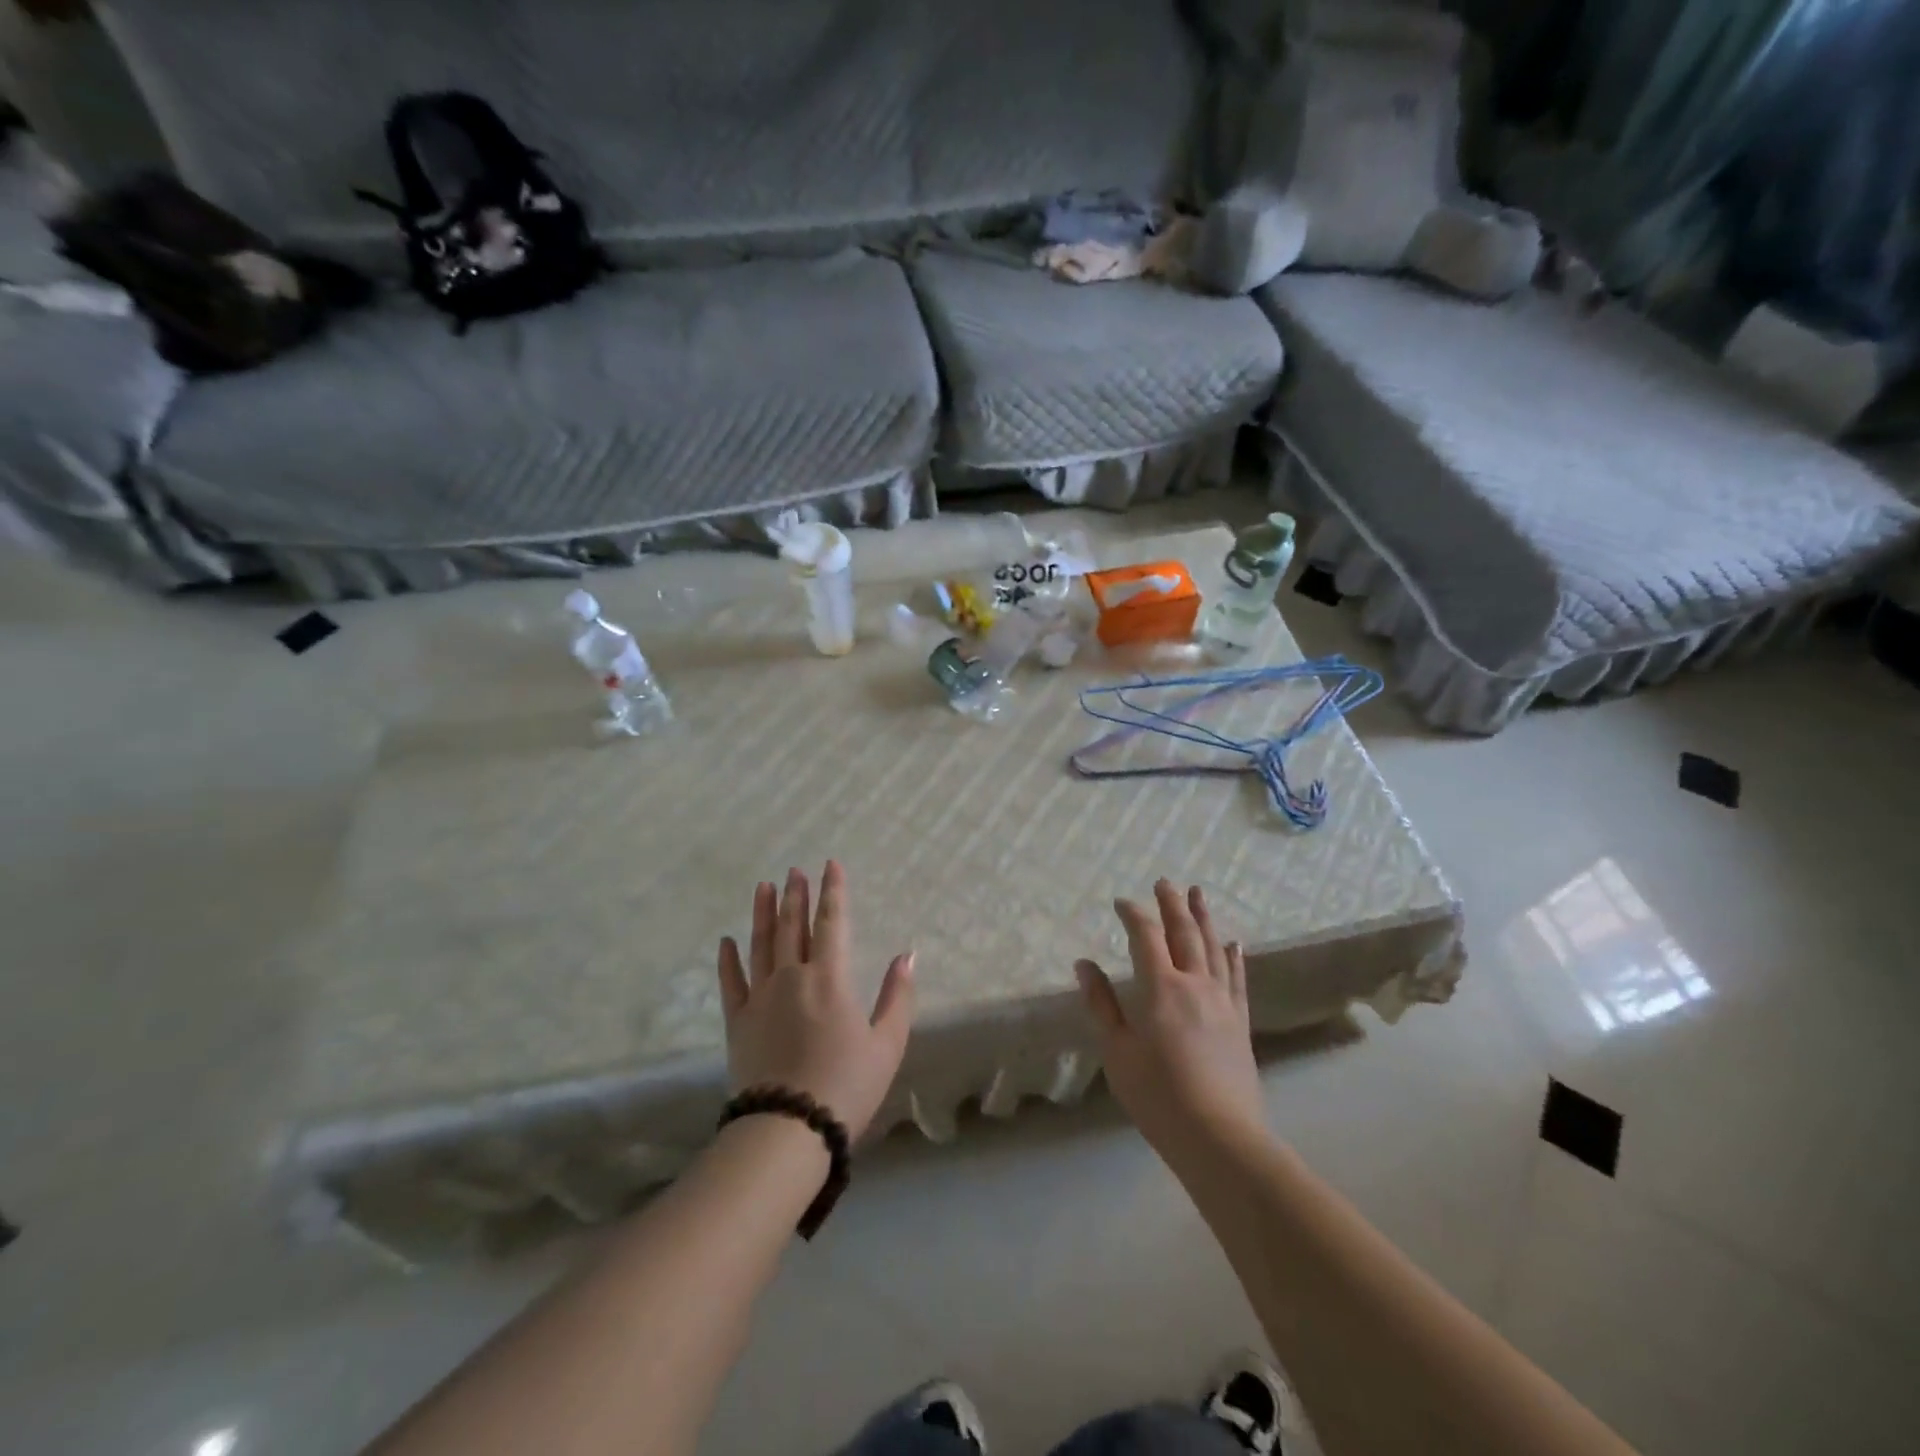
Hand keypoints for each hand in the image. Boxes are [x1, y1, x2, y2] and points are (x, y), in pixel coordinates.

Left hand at [716, 862, 914, 1140]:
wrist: (788, 1129)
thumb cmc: (847, 1085)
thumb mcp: (887, 1044)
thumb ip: (897, 996)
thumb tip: (907, 955)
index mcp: (829, 978)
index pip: (833, 922)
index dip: (832, 891)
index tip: (830, 865)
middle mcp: (792, 977)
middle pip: (792, 926)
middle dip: (795, 895)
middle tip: (794, 871)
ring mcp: (760, 997)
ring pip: (760, 944)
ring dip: (762, 913)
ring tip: (763, 886)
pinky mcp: (737, 1021)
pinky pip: (731, 982)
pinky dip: (728, 959)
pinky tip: (727, 940)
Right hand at [1076, 880, 1264, 1155]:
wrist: (1220, 1138)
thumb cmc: (1158, 1096)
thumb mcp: (1117, 1052)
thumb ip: (1102, 1005)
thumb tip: (1084, 964)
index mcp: (1161, 988)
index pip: (1145, 937)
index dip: (1133, 914)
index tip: (1121, 901)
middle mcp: (1195, 985)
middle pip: (1184, 934)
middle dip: (1172, 905)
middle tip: (1166, 882)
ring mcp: (1222, 1002)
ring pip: (1213, 949)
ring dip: (1204, 918)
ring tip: (1199, 894)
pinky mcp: (1240, 1023)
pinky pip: (1238, 979)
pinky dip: (1234, 957)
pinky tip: (1234, 943)